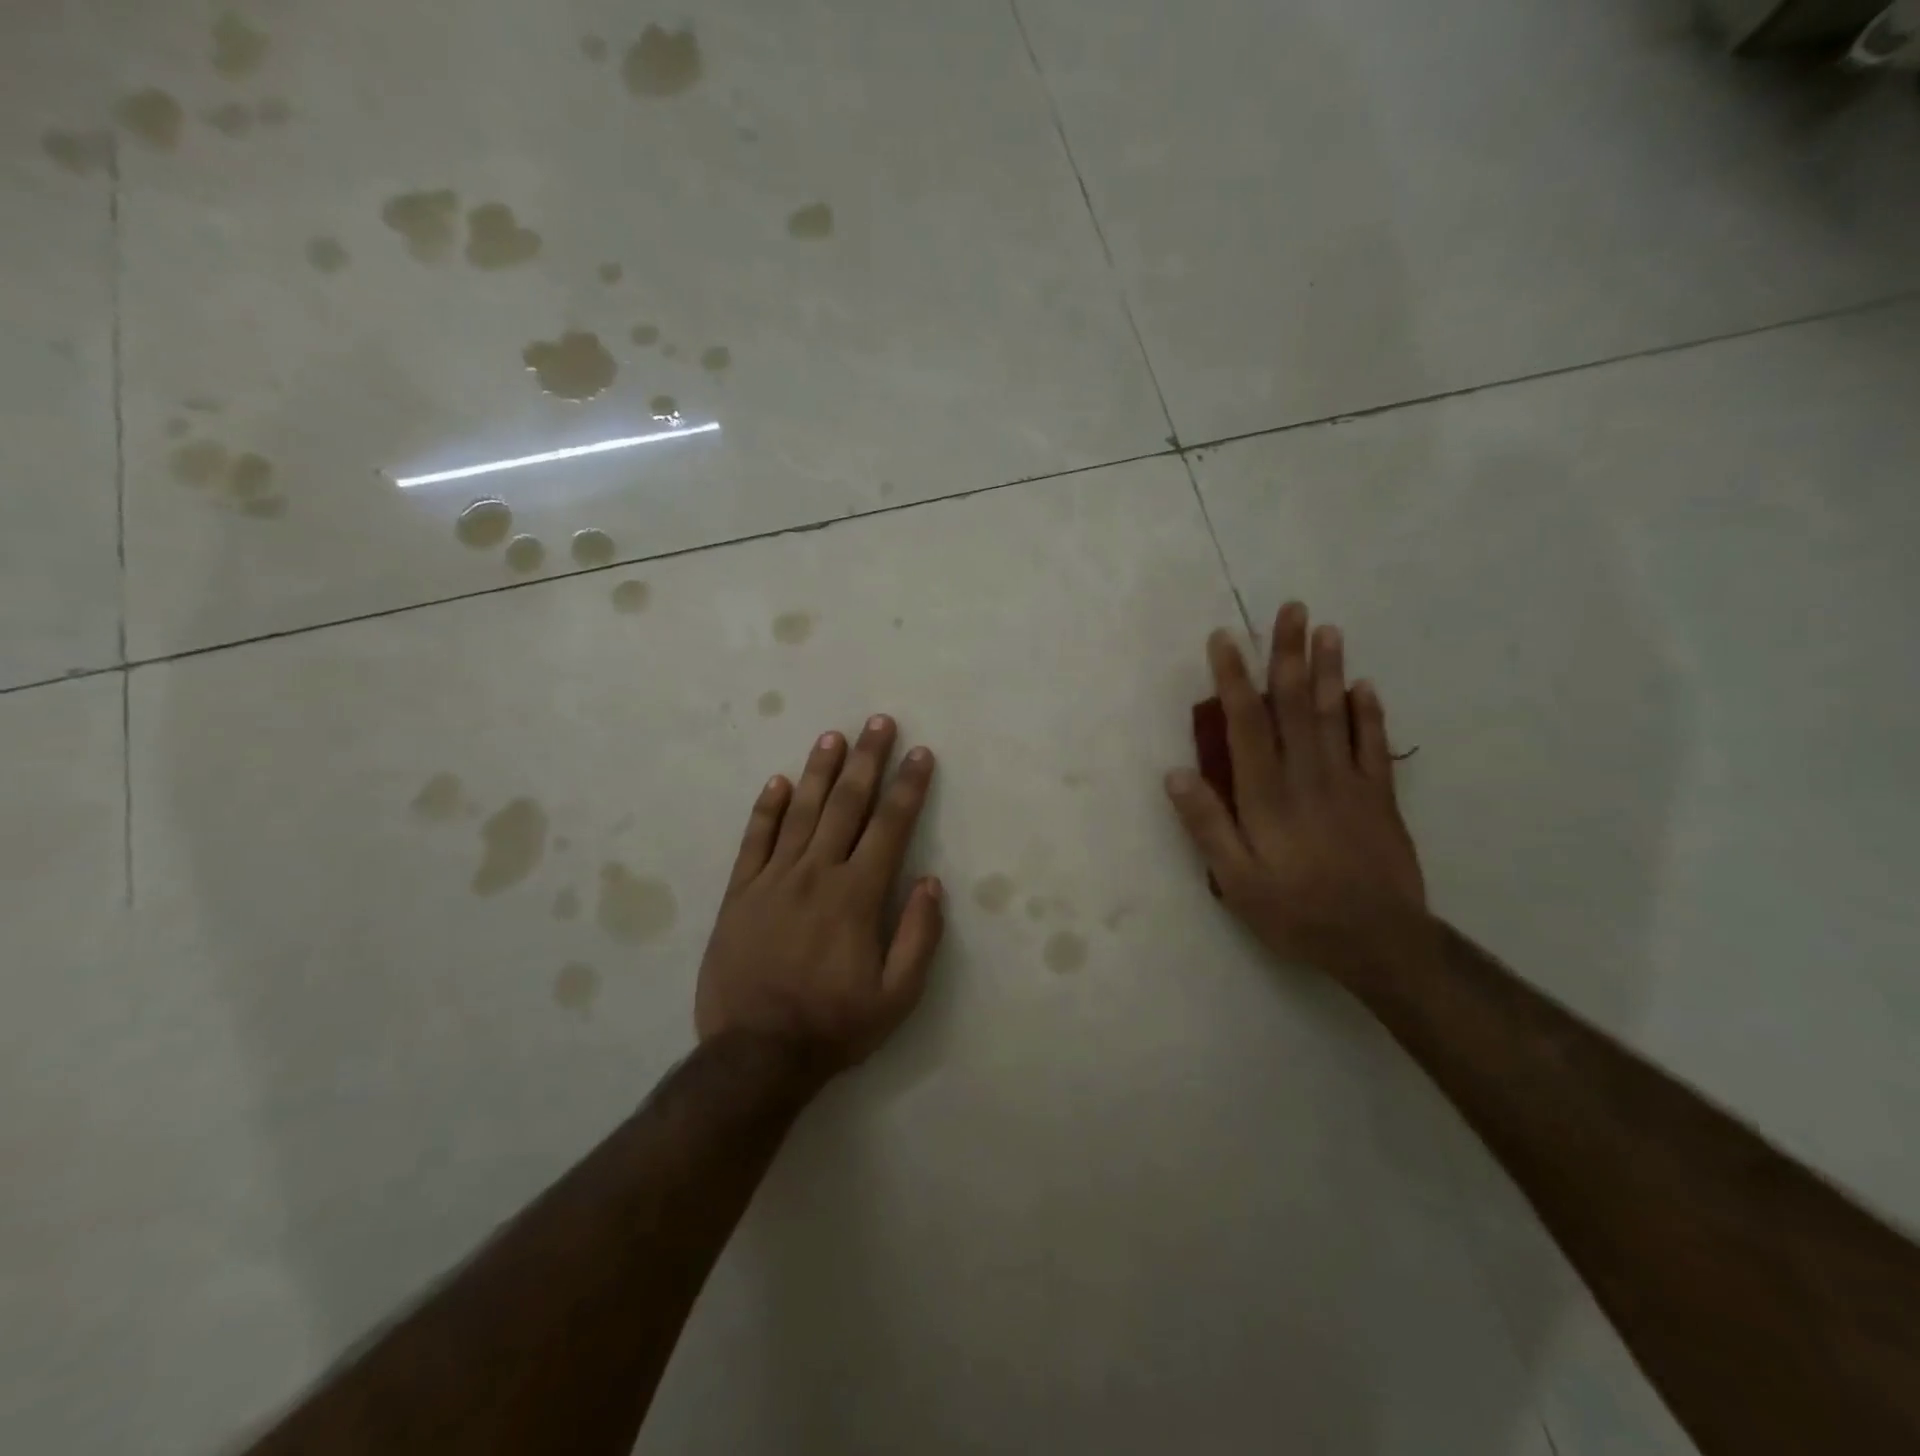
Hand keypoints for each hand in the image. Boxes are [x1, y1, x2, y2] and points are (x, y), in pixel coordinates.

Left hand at [696, 715, 942, 1070]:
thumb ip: (919, 936)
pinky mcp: (740, 894)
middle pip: (847, 805)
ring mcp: (773, 880)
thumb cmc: (834, 1025)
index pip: (889, 826)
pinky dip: (766, 808)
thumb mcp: (897, 997)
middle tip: (879, 722)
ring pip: (801, 812)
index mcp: (856, 895)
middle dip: (868, 760)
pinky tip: (778, 782)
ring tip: (834, 737)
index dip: (907, 786)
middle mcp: (816, 874)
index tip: (919, 754)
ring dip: (820, 771)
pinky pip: (754, 840)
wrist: (755, 1055)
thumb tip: (930, 882)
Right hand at [1165, 601, 1426, 974]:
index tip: (1224, 640)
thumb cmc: (1297, 913)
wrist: (1380, 943)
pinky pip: (1374, 746)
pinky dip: (1370, 713)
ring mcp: (1349, 784)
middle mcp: (1308, 777)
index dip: (1234, 679)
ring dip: (1330, 670)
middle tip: (1290, 609)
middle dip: (1289, 655)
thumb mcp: (1236, 881)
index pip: (1246, 724)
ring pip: (1336, 715)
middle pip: (1296, 705)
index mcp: (1267, 796)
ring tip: (1327, 629)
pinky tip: (1366, 685)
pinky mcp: (1380, 798)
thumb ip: (1207, 825)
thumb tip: (1175, 773)